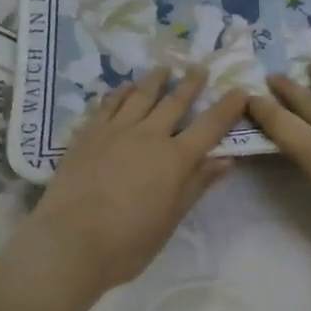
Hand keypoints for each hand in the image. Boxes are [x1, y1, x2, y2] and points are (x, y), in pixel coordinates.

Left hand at [20, 66, 247, 294]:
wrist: (70, 242)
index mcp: (175, 159)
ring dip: (155, 80)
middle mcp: (149, 136)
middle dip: (190, 84)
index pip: (209, 126)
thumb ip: (197, 184)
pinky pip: (109, 104)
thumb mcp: (171, 219)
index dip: (227, 108)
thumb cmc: (128, 242)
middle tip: (199, 68)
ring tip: (164, 69)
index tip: (240, 91)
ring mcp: (116, 131)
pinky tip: (124, 87)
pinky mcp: (88, 134)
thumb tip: (226, 160)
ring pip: (141, 96)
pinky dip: (120, 93)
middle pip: (175, 102)